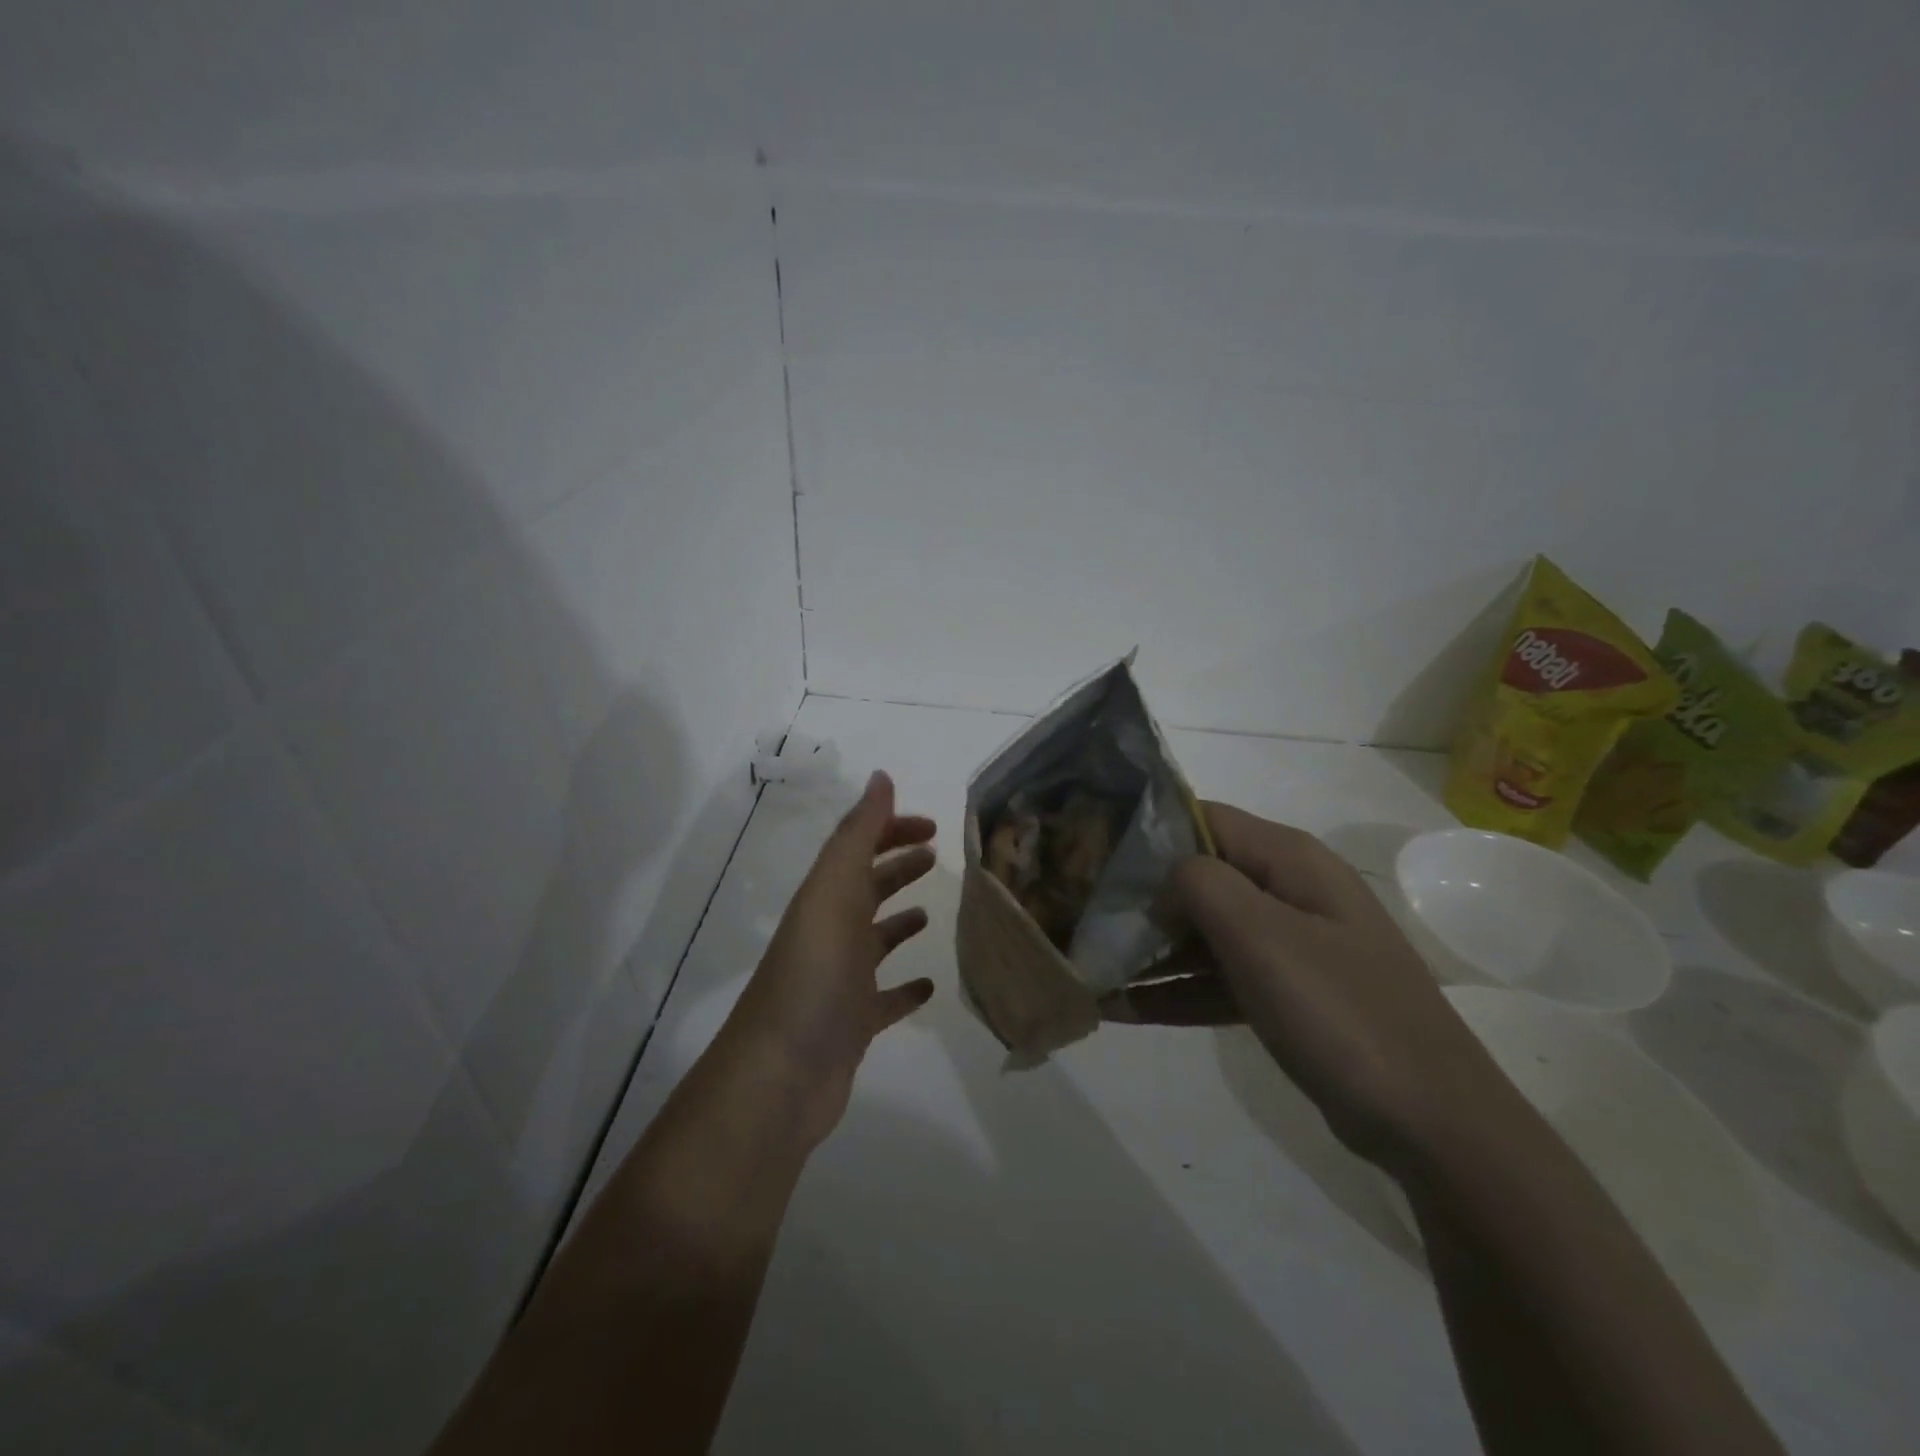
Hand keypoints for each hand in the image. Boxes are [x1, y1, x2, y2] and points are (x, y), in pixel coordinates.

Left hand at [723, 771, 937, 1148]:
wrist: (780, 1078)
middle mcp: (830, 934)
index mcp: (825, 899)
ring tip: (930, 911)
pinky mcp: (853, 1025)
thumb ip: (857, 836)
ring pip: (874, 940)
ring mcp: (841, 981)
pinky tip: (928, 985)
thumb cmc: (813, 977)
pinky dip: (905, 988)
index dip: (891, 830)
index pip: (859, 848)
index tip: (934, 827)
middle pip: (866, 888)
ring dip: (898, 920)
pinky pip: (885, 998)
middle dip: (897, 866)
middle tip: (936, 855)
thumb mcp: (833, 894)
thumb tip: (881, 777)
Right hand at [1102, 803, 1509, 1170]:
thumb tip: (1162, 876)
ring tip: (1087, 962)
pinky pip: (1218, 979)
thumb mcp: (1261, 935)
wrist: (1431, 1123)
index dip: (1146, 830)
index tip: (1091, 852)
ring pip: (1203, 932)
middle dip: (1140, 895)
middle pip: (1199, 876)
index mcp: (1289, 859)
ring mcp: (1288, 945)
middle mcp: (1287, 891)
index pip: (1202, 818)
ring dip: (1149, 948)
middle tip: (1077, 912)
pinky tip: (1121, 1009)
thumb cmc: (1340, 1011)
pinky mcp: (1285, 994)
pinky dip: (1175, 991)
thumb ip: (1201, 883)